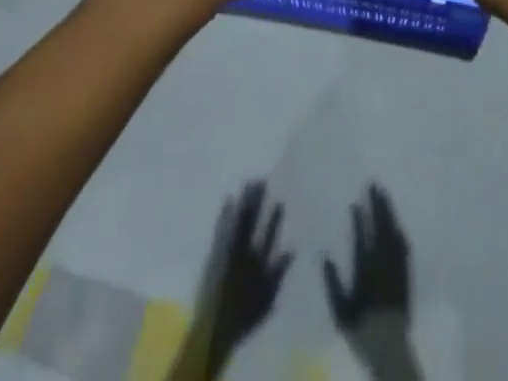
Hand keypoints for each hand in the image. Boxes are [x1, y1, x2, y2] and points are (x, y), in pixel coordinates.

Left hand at [170, 181, 292, 379]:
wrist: (215, 328)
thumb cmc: (244, 316)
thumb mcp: (268, 299)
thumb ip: (279, 272)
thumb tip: (292, 248)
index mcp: (258, 262)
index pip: (269, 234)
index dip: (274, 217)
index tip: (279, 200)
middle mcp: (244, 251)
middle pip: (253, 221)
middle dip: (258, 200)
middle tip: (262, 179)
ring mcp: (228, 250)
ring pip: (238, 220)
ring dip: (244, 201)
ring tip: (249, 182)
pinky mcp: (215, 253)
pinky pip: (221, 228)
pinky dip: (225, 213)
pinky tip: (228, 198)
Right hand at [325, 185, 421, 380]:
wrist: (388, 343)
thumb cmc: (361, 325)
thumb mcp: (340, 308)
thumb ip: (332, 281)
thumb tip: (323, 256)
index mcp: (365, 267)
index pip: (363, 235)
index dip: (360, 217)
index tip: (356, 202)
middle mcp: (382, 261)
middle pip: (381, 226)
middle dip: (378, 204)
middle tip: (374, 184)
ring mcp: (396, 265)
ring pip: (393, 231)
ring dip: (389, 212)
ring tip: (385, 195)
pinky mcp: (405, 272)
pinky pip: (403, 245)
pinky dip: (399, 231)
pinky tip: (397, 224)